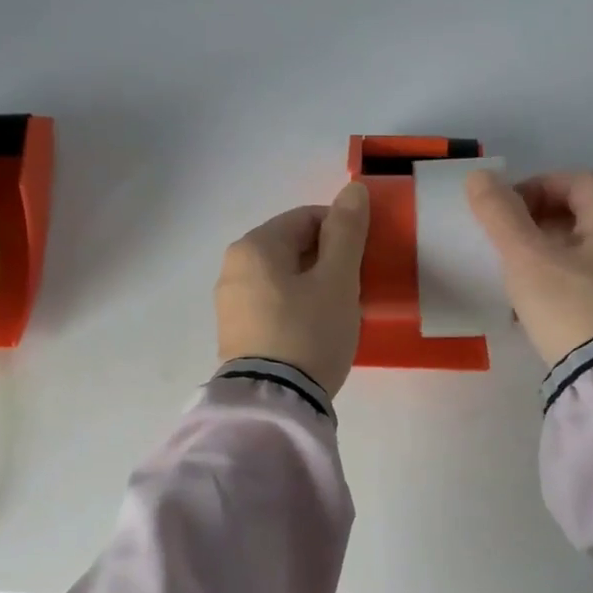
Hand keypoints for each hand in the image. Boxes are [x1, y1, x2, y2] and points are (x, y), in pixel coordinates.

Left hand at [215, 182, 370, 395]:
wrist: (274, 403)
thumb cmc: (309, 332)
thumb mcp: (337, 279)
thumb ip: (346, 232)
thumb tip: (353, 189)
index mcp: (254, 246)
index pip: (307, 218)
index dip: (342, 233)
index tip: (363, 262)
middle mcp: (233, 267)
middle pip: (292, 248)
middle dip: (327, 262)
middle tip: (354, 292)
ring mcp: (229, 303)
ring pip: (283, 278)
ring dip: (313, 287)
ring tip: (336, 316)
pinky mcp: (233, 333)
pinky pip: (272, 305)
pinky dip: (295, 309)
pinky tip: (313, 333)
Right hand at [466, 170, 592, 364]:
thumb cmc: (568, 304)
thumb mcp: (526, 256)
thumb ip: (500, 213)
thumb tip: (479, 176)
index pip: (571, 180)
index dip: (531, 189)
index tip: (502, 216)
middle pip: (579, 210)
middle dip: (536, 221)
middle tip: (505, 243)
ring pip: (582, 242)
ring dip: (545, 249)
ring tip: (515, 272)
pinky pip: (589, 271)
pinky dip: (560, 272)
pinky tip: (536, 298)